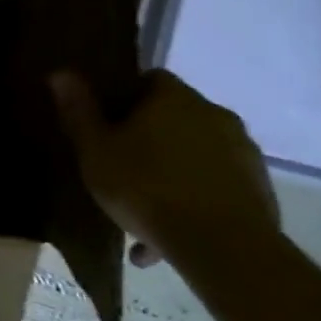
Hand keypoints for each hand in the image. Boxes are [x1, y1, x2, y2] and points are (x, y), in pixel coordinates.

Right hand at [49, 69, 279, 272]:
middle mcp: (214, 114)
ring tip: (142, 220)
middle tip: (123, 173)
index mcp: (174, 97)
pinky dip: (195, 205)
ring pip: (196, 158)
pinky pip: (217, 189)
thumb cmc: (147, 188)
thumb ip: (79, 111)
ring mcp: (243, 153)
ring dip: (172, 178)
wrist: (225, 248)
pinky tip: (169, 242)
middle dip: (150, 142)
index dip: (127, 100)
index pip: (150, 80)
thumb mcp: (96, 151)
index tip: (109, 127)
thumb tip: (60, 72)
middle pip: (175, 119)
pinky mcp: (260, 191)